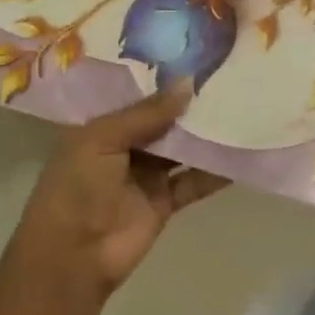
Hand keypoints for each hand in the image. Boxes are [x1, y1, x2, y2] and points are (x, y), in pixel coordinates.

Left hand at [10, 82, 228, 296]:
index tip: (196, 58)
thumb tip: (188, 84)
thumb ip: (146, 114)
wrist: (72, 256)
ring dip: (205, 135)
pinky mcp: (164, 202)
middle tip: (226, 77)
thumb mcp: (103, 138)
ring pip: (181, 149)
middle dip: (188, 105)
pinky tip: (241, 155)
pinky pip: (193, 182)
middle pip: (162, 122)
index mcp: (102, 126)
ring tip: (240, 108)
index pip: (136, 97)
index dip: (161, 80)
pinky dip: (215, 172)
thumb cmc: (76, 186)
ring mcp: (146, 175)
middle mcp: (125, 147)